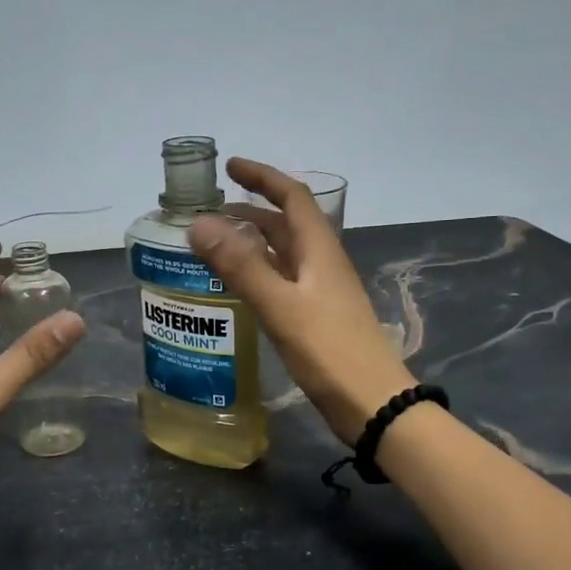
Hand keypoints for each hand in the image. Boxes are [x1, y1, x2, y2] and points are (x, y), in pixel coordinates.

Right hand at [189, 158, 413, 443]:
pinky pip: (282, 281)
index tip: (229, 167)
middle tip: (209, 211)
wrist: (372, 402)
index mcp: (319, 250)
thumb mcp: (281, 306)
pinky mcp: (317, 317)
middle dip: (250, 210)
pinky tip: (237, 287)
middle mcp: (322, 263)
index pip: (292, 197)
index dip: (262, 177)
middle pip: (286, 224)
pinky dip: (257, 273)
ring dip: (252, 242)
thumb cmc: (329, 351)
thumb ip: (240, 265)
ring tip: (214, 244)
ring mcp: (321, 291)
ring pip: (283, 254)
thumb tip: (198, 223)